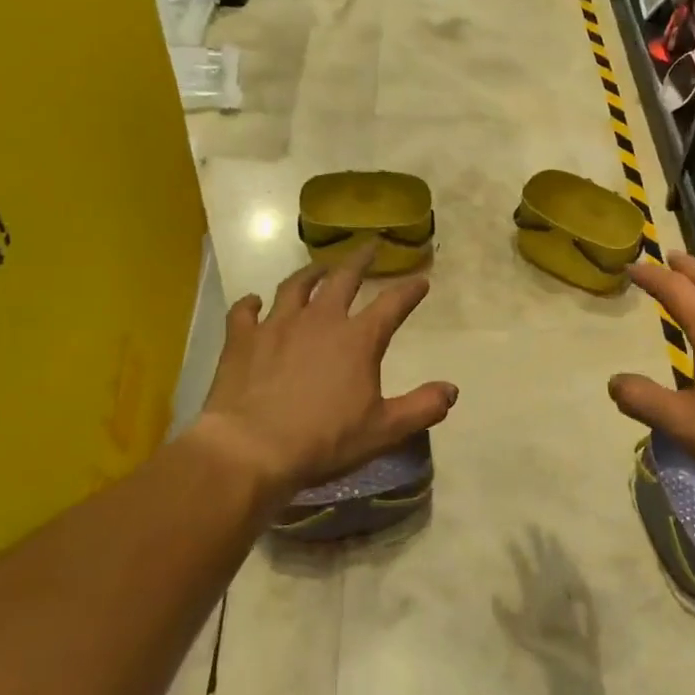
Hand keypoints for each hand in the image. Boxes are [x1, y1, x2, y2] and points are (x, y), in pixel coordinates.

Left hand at [193, 246, 457, 511]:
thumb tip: (451, 390)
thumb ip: (421, 408)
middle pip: (343, 279)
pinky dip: (250, 303)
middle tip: (370, 246)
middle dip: (360, 260)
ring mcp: (277, 325)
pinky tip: (253, 301)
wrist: (251, 449)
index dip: (410, 291)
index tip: (421, 281)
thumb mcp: (383, 430)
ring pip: (295, 286)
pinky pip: (245, 312)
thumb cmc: (324, 440)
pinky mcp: (243, 340)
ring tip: (319, 267)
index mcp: (357, 339)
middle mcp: (320, 320)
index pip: (392, 305)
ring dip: (310, 273)